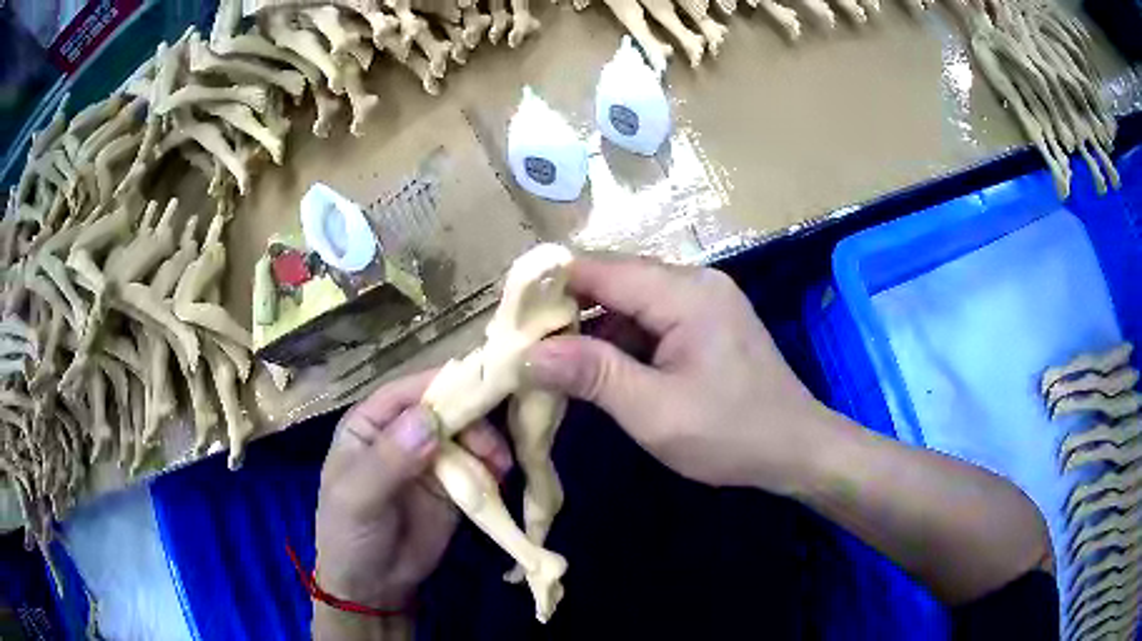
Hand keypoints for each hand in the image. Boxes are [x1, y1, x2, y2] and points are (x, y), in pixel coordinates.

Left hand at [314, 371, 512, 612]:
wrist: (374, 586)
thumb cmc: (350, 535)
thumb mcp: (358, 498)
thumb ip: (390, 459)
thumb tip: (430, 420)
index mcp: (370, 425)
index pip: (407, 393)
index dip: (441, 385)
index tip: (480, 386)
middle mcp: (403, 434)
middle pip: (444, 408)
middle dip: (473, 418)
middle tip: (494, 443)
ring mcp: (431, 460)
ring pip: (466, 434)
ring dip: (488, 443)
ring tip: (501, 466)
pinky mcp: (454, 486)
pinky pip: (478, 465)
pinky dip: (493, 467)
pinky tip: (502, 477)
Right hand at [525, 254, 837, 492]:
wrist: (798, 449)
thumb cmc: (732, 433)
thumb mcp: (656, 411)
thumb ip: (592, 375)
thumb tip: (528, 355)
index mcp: (684, 292)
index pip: (598, 269)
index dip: (547, 285)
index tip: (505, 315)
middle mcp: (692, 282)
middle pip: (611, 282)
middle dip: (564, 311)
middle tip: (521, 344)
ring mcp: (701, 302)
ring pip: (627, 303)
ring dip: (590, 329)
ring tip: (549, 360)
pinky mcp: (704, 325)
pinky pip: (649, 322)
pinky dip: (618, 342)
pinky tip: (596, 370)